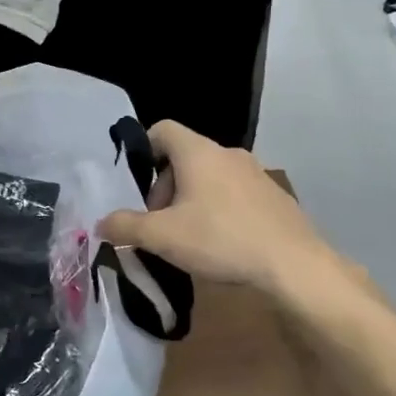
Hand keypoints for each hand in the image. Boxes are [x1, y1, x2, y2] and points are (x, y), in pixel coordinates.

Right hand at [97, 121, 357, 304]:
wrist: (295, 266)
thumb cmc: (221, 240)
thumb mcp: (162, 237)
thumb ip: (125, 226)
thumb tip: (100, 223)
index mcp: (198, 153)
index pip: (162, 129)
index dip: (143, 150)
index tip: (137, 186)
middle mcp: (227, 153)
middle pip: (183, 157)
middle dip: (165, 187)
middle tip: (161, 222)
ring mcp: (255, 173)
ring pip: (209, 176)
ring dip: (191, 200)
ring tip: (189, 236)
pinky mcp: (274, 196)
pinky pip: (234, 193)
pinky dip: (220, 209)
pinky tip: (222, 243)